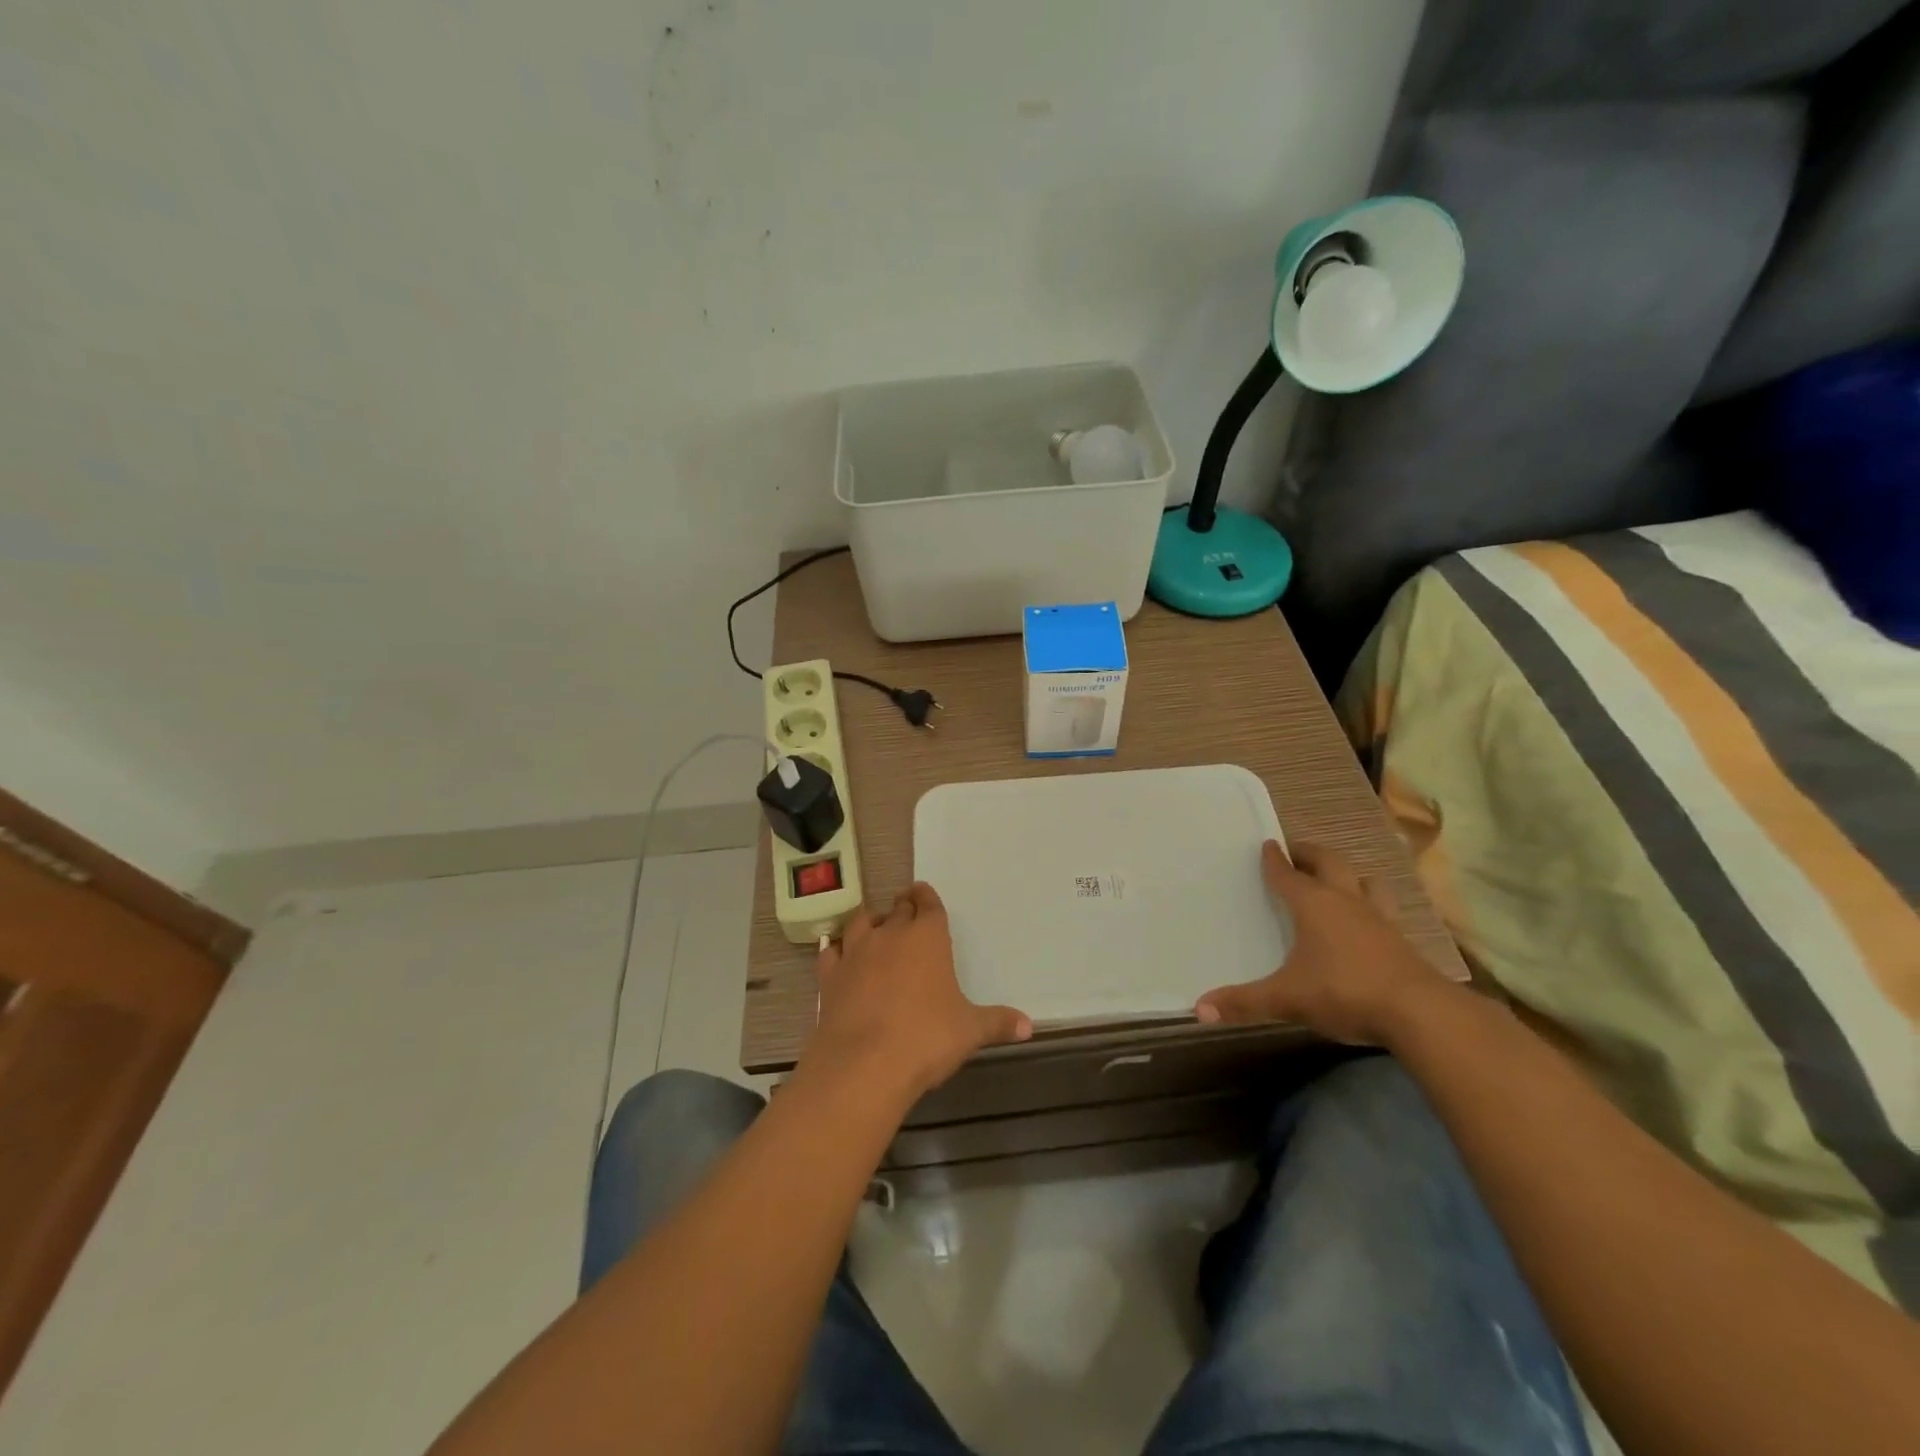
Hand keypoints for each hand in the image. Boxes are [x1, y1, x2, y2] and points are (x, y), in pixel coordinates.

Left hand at [804, 882, 1031, 1106]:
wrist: (864, 1064)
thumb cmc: (926, 1039)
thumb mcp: (970, 1031)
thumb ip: (998, 1023)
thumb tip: (1029, 1026)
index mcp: (928, 938)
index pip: (928, 904)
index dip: (926, 897)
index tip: (923, 893)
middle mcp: (891, 935)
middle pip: (897, 908)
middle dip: (903, 906)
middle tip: (907, 909)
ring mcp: (856, 952)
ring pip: (862, 921)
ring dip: (871, 921)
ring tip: (876, 928)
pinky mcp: (830, 976)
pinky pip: (832, 951)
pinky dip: (838, 949)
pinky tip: (840, 955)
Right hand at [1195, 840, 1449, 1045]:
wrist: (1420, 1013)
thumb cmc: (1344, 992)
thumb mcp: (1287, 999)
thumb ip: (1243, 1002)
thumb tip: (1199, 1009)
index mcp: (1314, 905)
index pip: (1288, 874)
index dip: (1275, 859)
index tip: (1267, 844)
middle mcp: (1346, 902)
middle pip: (1330, 863)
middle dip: (1310, 853)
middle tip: (1296, 850)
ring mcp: (1379, 919)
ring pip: (1366, 881)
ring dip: (1350, 875)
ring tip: (1339, 878)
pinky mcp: (1402, 940)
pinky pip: (1385, 909)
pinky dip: (1372, 905)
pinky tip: (1370, 921)